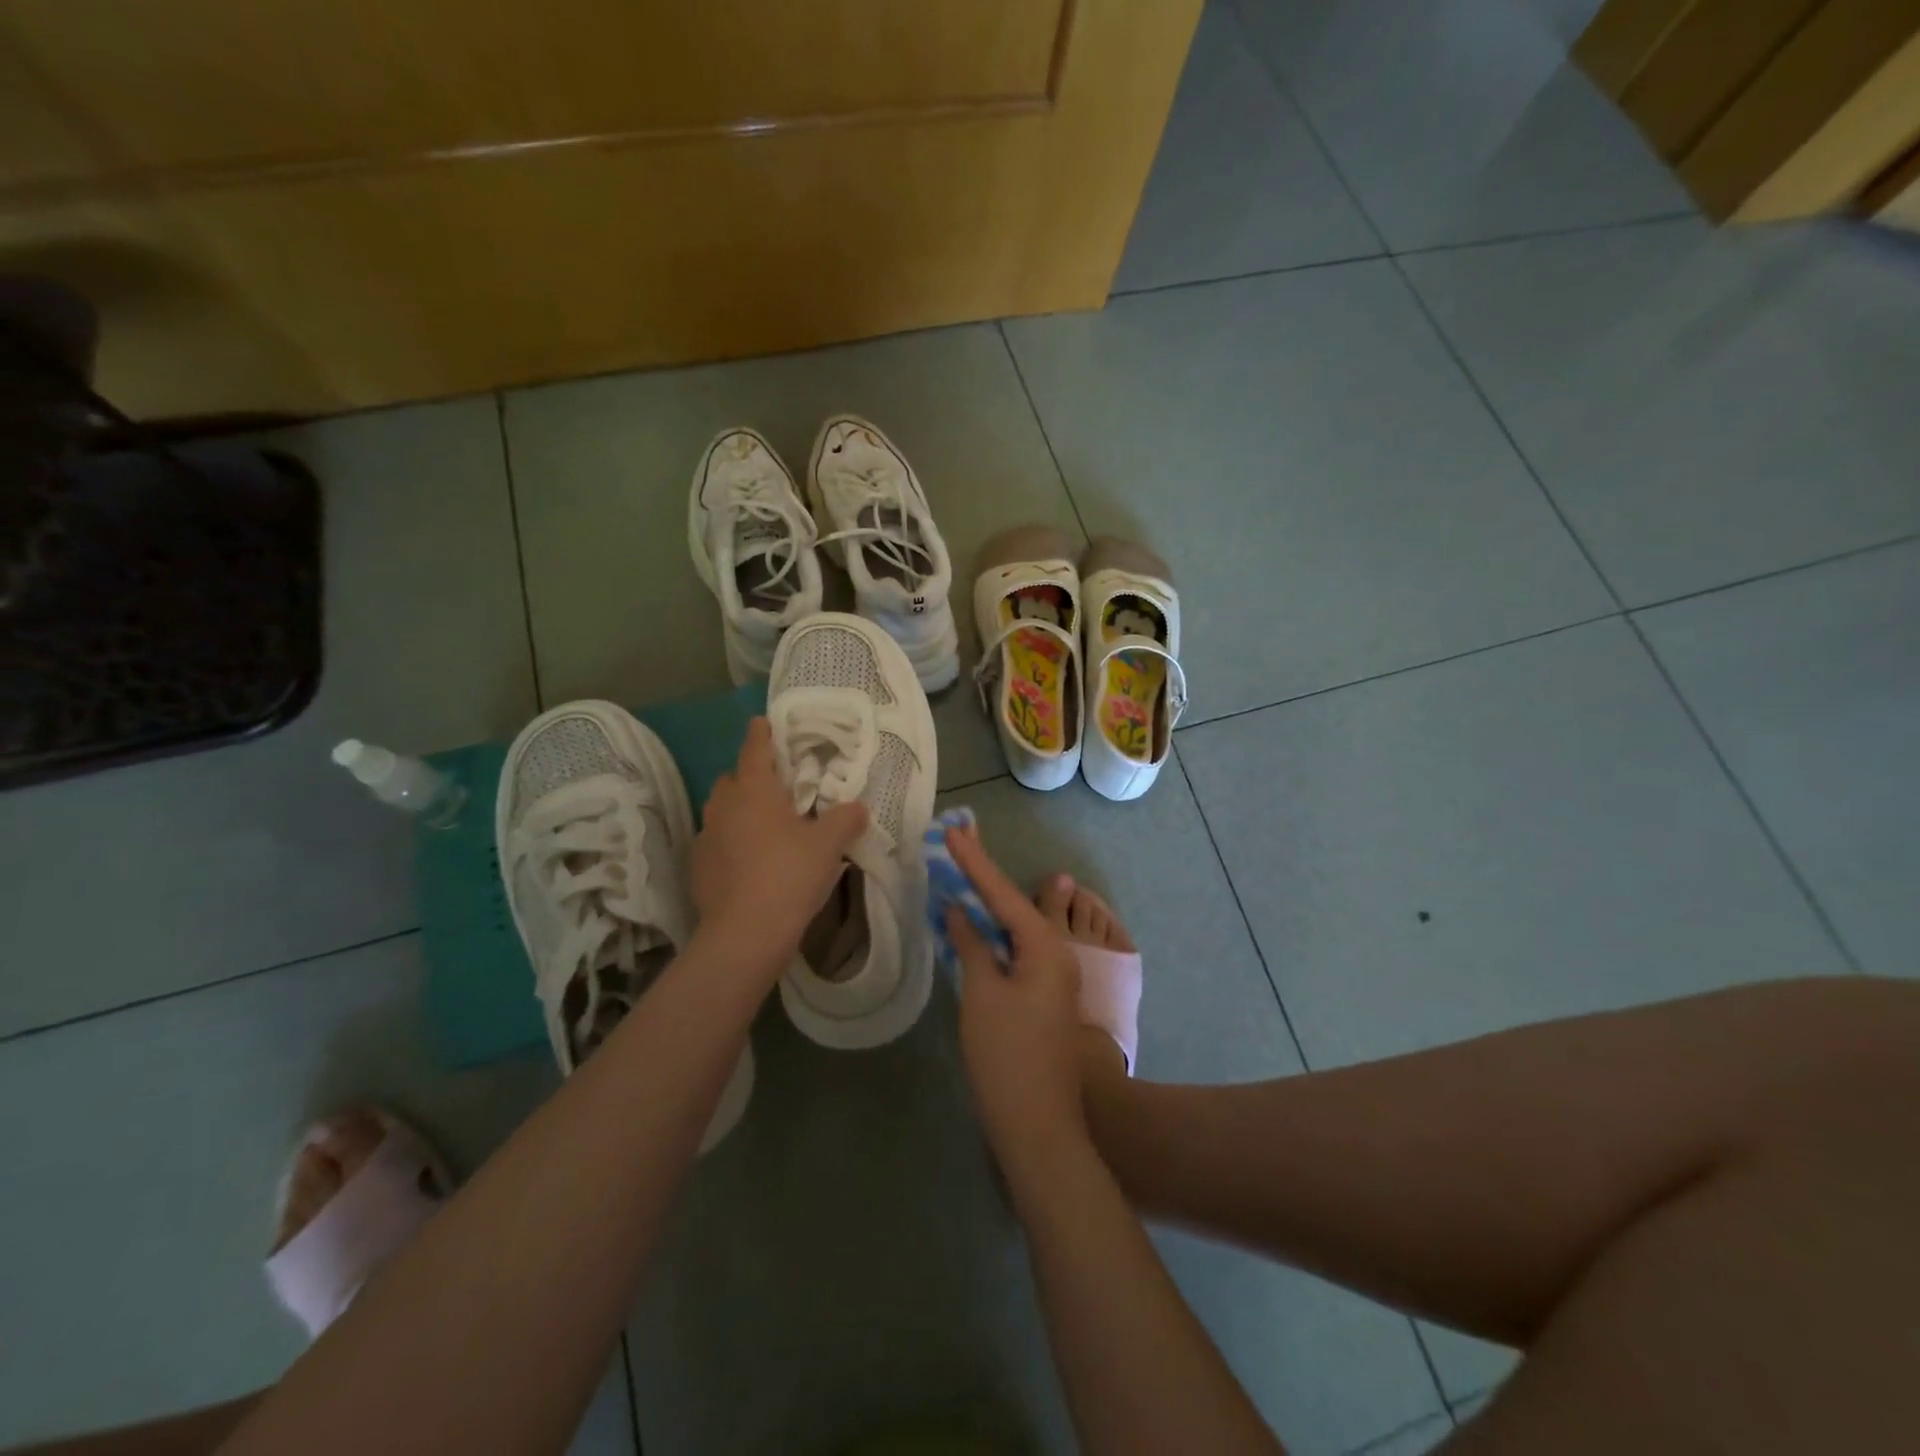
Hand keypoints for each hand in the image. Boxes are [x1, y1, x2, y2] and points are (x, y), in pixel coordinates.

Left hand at [692, 717, 867, 982]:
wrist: (745, 934)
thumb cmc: (789, 875)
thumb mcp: (829, 845)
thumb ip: (845, 819)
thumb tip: (858, 806)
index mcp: (754, 789)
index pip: (755, 748)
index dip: (761, 733)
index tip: (763, 722)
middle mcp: (723, 806)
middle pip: (733, 779)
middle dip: (750, 777)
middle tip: (777, 788)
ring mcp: (706, 837)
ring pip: (721, 811)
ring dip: (739, 811)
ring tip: (764, 826)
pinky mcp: (698, 867)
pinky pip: (715, 842)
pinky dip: (730, 843)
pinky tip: (748, 862)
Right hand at [945, 823, 1091, 1179]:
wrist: (1038, 1127)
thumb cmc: (1006, 1056)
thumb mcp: (982, 995)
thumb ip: (972, 945)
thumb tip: (958, 911)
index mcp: (1045, 948)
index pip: (1002, 894)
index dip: (975, 862)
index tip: (953, 831)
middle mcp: (1056, 954)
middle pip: (1012, 905)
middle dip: (983, 876)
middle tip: (957, 843)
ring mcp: (1052, 978)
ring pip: (1015, 929)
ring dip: (988, 905)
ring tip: (960, 874)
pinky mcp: (1043, 997)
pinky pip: (1016, 951)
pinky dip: (993, 935)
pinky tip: (974, 925)